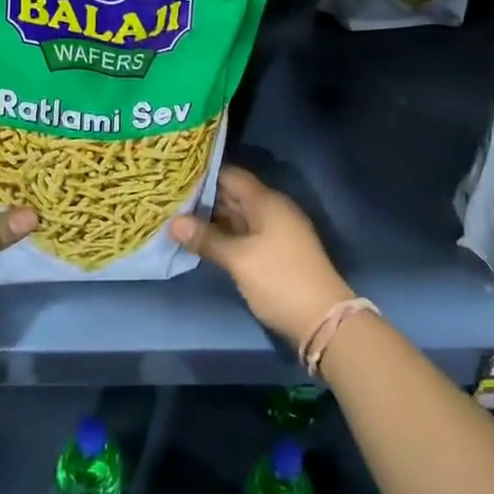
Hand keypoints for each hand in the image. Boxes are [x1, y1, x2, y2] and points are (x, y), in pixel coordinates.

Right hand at [168, 166, 353, 348]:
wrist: (324, 320)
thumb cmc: (280, 280)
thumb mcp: (239, 259)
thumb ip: (207, 239)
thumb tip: (173, 223)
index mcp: (266, 201)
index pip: (230, 175)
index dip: (203, 173)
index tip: (175, 175)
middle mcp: (272, 209)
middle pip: (233, 194)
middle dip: (203, 197)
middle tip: (169, 197)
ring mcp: (276, 231)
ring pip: (238, 215)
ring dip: (212, 217)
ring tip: (177, 217)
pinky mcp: (276, 252)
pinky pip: (244, 233)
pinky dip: (224, 233)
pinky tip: (201, 240)